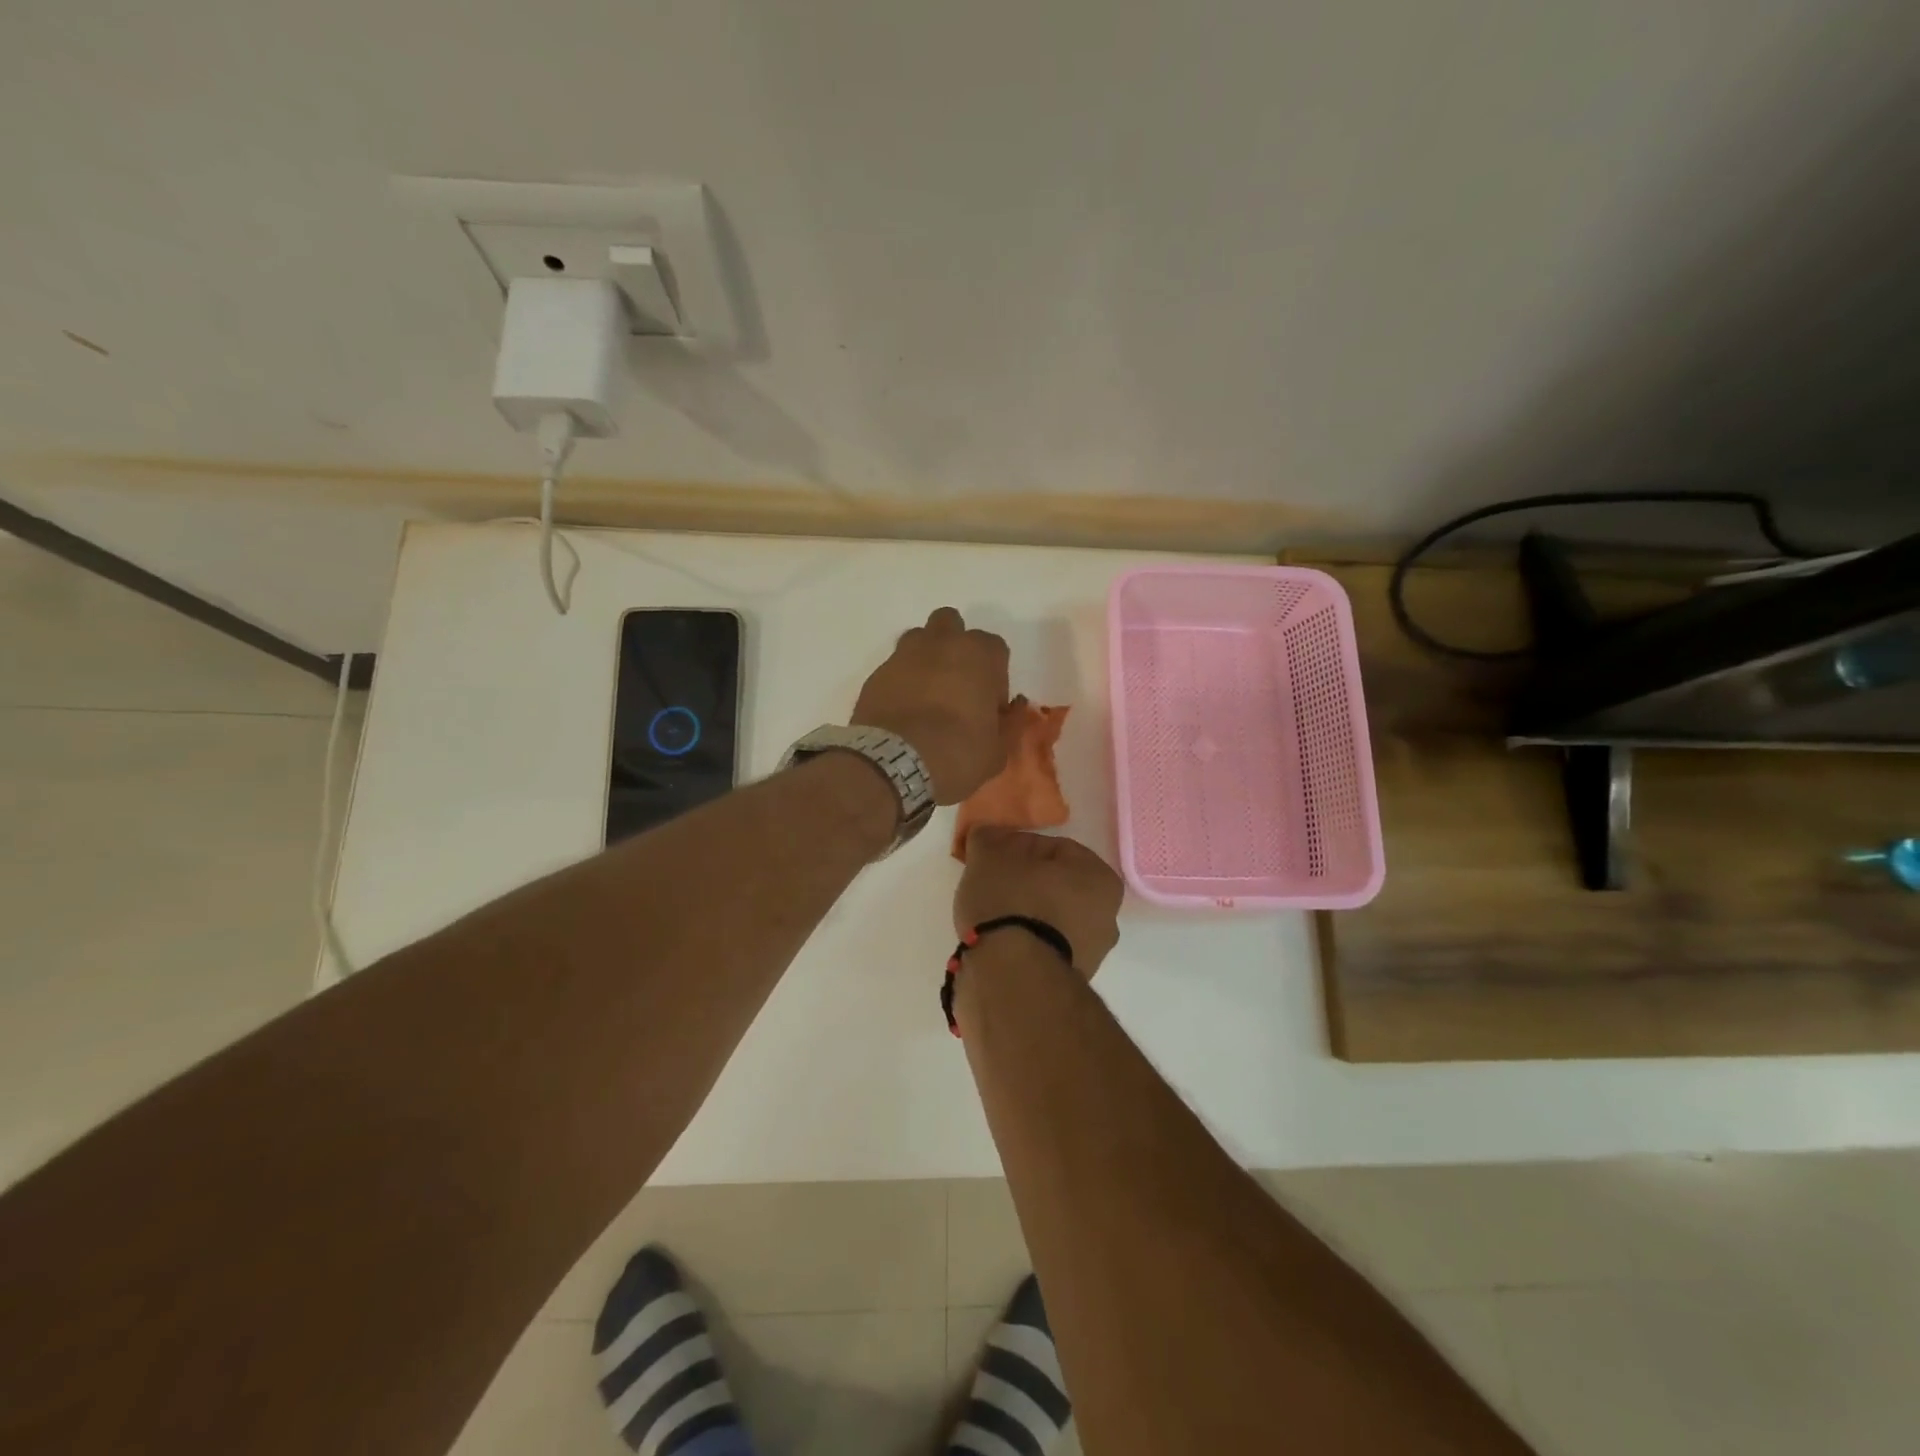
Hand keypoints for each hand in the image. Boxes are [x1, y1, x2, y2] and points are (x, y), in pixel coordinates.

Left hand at [853, 608, 1009, 803]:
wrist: (894, 764)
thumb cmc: (958, 753)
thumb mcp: (997, 750)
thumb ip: (1007, 725)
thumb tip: (1009, 714)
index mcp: (978, 654)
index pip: (995, 647)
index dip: (995, 675)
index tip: (990, 705)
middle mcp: (940, 644)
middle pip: (951, 624)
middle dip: (956, 647)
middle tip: (958, 685)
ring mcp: (902, 656)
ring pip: (918, 640)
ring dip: (926, 658)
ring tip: (927, 695)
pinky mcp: (875, 675)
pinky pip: (894, 669)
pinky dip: (900, 683)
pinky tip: (903, 712)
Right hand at [955, 828, 1124, 975]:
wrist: (1012, 976)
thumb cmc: (1010, 902)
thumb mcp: (989, 855)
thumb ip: (988, 837)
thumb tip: (986, 835)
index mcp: (1100, 878)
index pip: (1054, 848)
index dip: (1018, 847)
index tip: (992, 857)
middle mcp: (1108, 916)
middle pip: (1056, 885)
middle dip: (1024, 882)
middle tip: (991, 884)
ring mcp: (1093, 953)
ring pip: (1051, 918)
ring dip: (1024, 914)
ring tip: (989, 916)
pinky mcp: (1071, 981)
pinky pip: (1044, 947)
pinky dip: (1025, 941)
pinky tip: (998, 942)